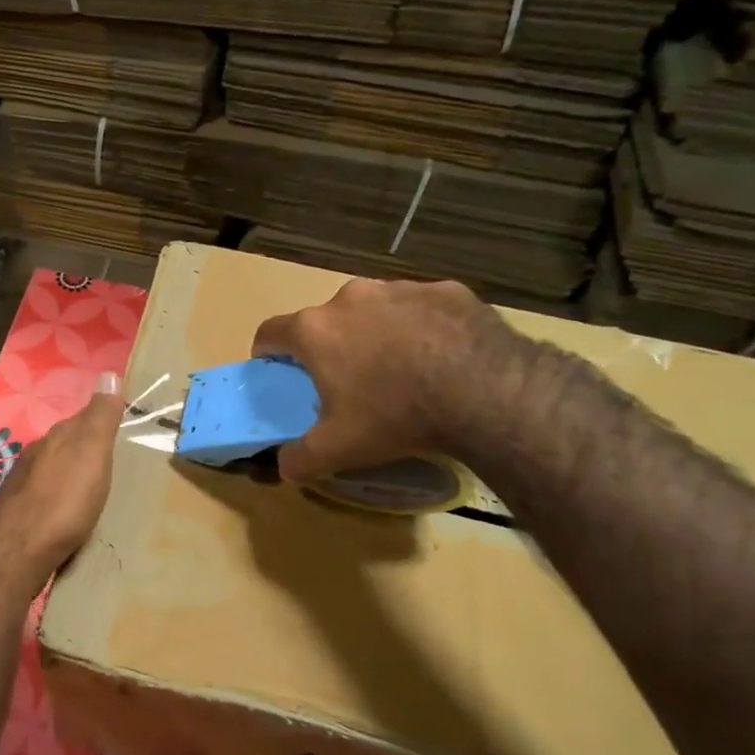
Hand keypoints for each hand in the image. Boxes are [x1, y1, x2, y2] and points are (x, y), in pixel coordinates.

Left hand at [0, 373, 125, 574]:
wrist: (17, 550)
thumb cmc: (63, 498)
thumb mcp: (91, 451)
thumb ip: (100, 416)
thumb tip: (109, 373)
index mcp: (56, 438)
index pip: (82, 418)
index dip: (100, 420)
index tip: (120, 425)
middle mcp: (36, 455)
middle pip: (65, 445)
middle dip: (84, 449)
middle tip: (111, 461)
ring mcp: (24, 486)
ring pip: (53, 471)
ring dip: (71, 476)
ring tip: (93, 489)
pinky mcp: (20, 516)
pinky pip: (46, 498)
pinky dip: (60, 500)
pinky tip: (69, 514)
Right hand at [251, 278, 523, 482]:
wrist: (486, 391)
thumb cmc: (396, 415)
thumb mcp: (338, 449)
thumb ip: (300, 459)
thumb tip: (284, 466)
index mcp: (315, 330)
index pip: (270, 332)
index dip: (268, 353)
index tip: (278, 372)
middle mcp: (350, 297)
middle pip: (326, 320)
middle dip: (331, 345)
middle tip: (348, 381)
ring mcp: (401, 288)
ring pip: (374, 310)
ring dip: (377, 333)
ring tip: (401, 370)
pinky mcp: (446, 290)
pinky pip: (421, 308)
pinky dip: (422, 328)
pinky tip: (442, 358)